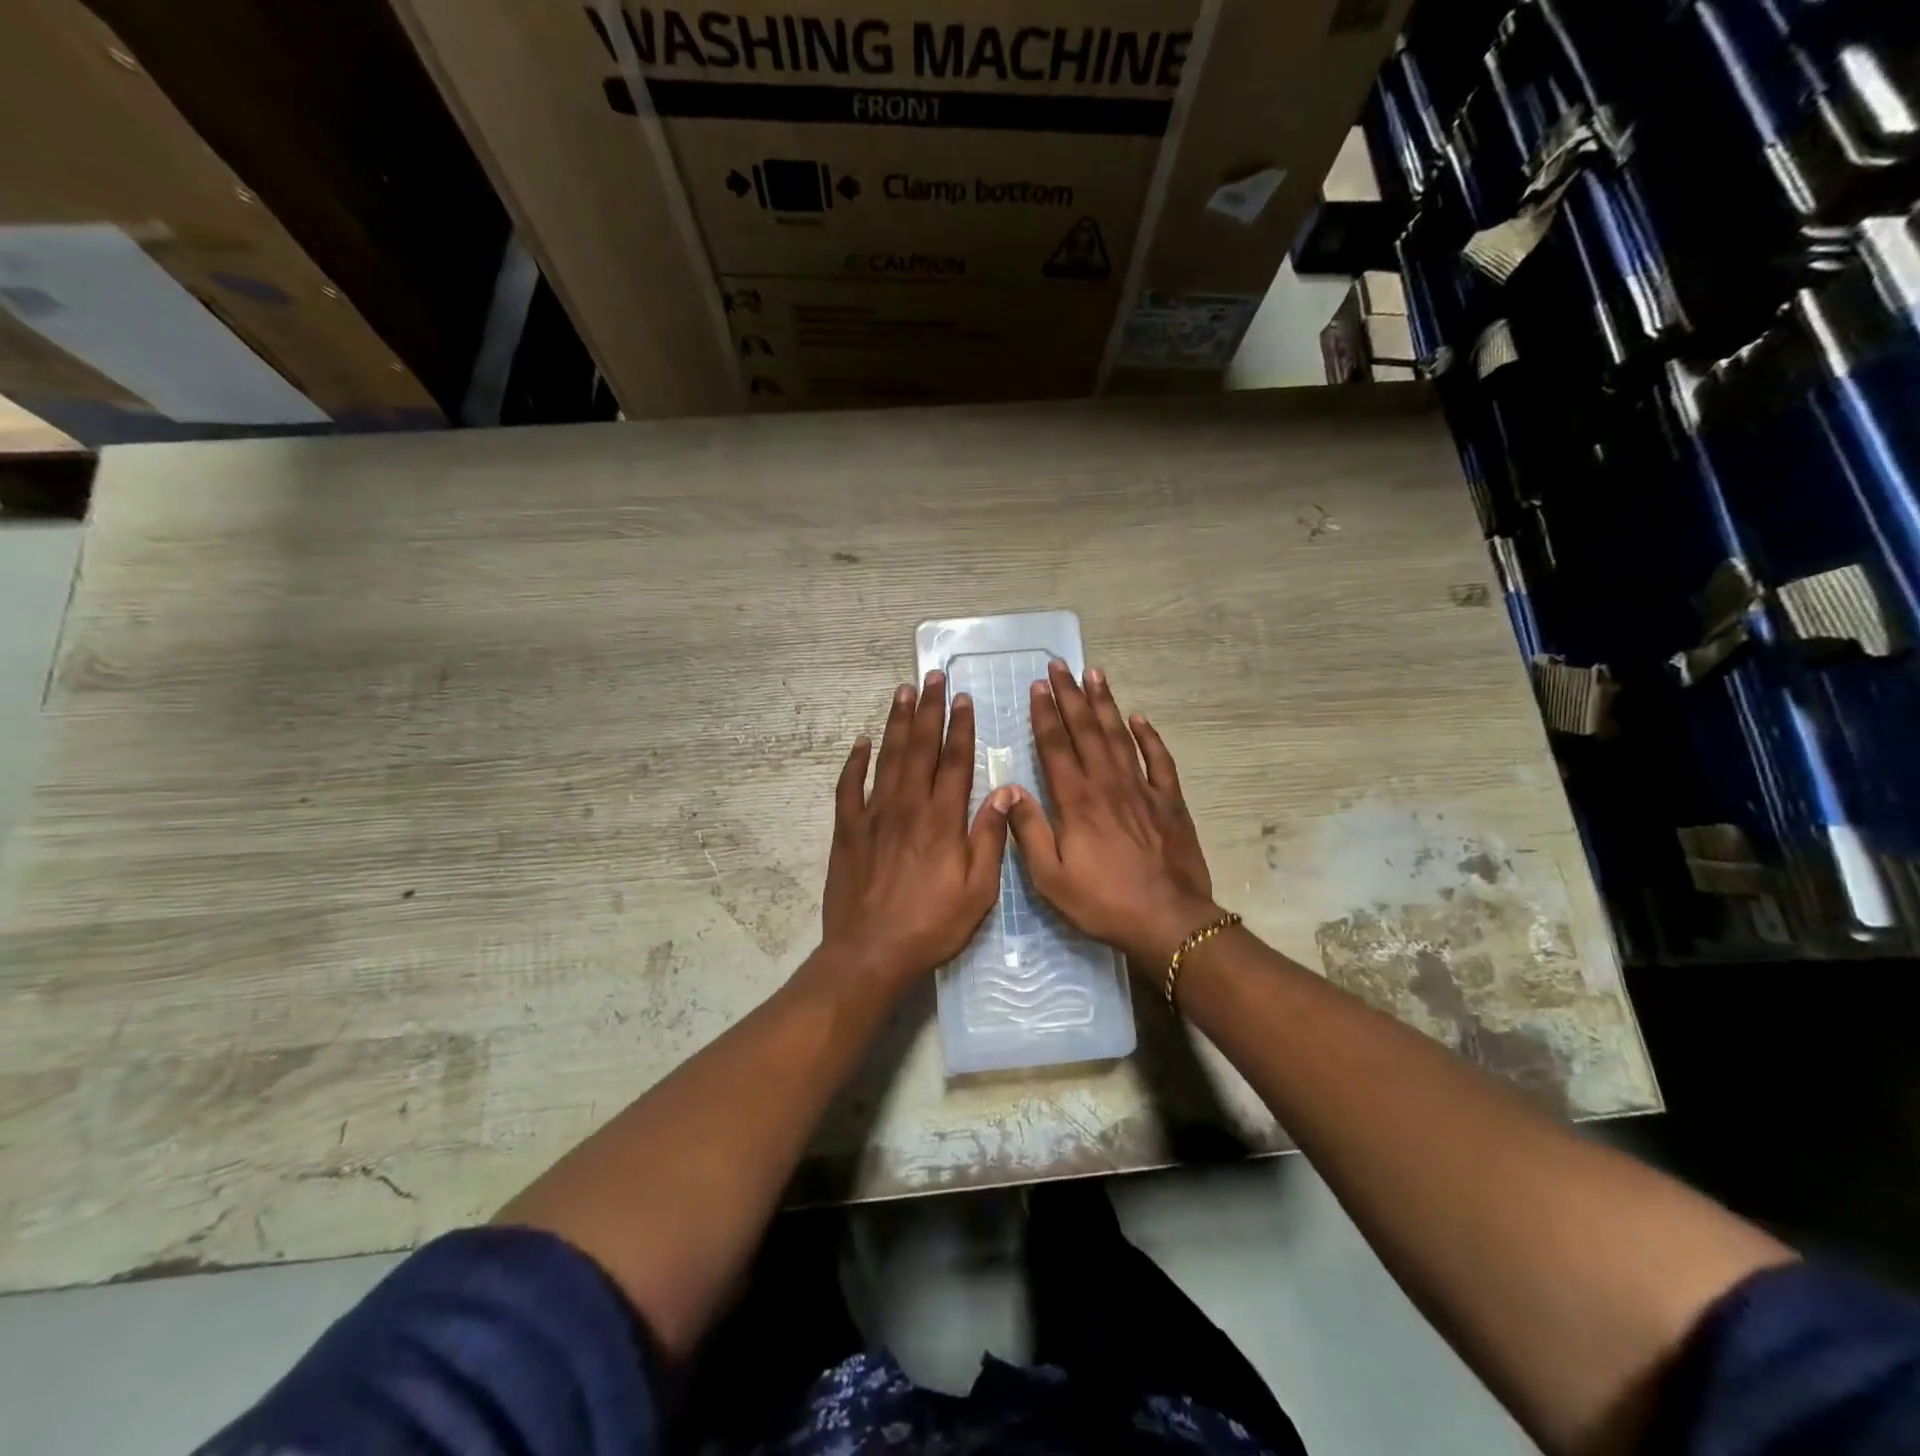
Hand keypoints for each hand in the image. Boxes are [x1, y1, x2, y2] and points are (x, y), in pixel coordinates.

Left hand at [821, 672, 1014, 989]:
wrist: (871, 952)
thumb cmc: (932, 925)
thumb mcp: (978, 890)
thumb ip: (990, 838)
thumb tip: (1004, 792)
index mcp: (943, 819)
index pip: (955, 761)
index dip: (960, 727)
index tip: (962, 698)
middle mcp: (908, 807)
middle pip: (920, 748)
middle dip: (928, 710)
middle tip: (931, 676)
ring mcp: (874, 816)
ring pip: (887, 758)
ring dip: (896, 723)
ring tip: (902, 692)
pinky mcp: (847, 830)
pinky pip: (849, 787)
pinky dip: (855, 762)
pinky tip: (861, 741)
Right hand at [1005, 662, 1220, 968]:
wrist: (1168, 920)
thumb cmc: (1103, 902)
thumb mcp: (1051, 878)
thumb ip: (1029, 831)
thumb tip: (1009, 791)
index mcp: (1076, 801)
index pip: (1056, 747)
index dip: (1044, 715)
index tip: (1037, 687)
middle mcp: (1107, 784)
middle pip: (1086, 731)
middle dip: (1071, 696)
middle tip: (1060, 666)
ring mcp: (1142, 789)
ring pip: (1120, 736)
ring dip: (1105, 704)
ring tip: (1095, 674)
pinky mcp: (1169, 801)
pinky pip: (1159, 760)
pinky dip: (1149, 736)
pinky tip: (1139, 717)